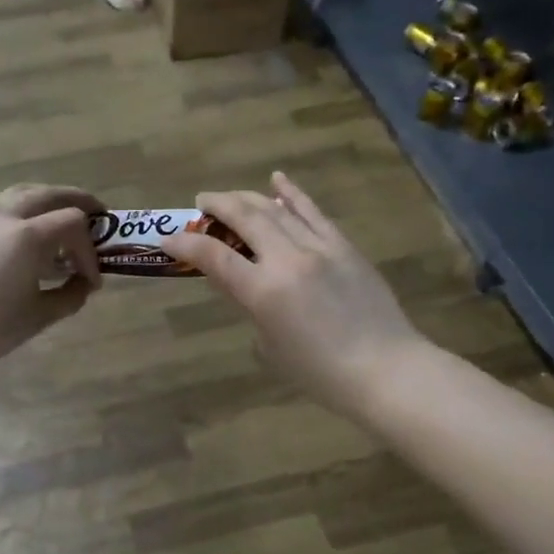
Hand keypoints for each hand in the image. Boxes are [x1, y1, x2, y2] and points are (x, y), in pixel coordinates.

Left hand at [0, 184, 102, 385]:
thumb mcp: (36, 318)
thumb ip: (69, 296)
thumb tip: (83, 285)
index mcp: (27, 235)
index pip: (73, 224)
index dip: (90, 249)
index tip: (92, 280)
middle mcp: (3, 215)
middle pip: (50, 194)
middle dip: (77, 204)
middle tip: (98, 219)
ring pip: (22, 195)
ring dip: (48, 206)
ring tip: (61, 230)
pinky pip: (1, 209)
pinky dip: (23, 215)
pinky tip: (25, 245)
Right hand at [160, 172, 426, 417]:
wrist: (385, 369)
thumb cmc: (320, 373)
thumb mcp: (271, 345)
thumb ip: (251, 307)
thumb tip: (245, 283)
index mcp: (264, 291)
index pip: (214, 257)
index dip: (187, 245)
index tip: (169, 237)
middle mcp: (288, 259)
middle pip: (245, 219)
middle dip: (217, 206)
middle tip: (200, 203)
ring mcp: (320, 248)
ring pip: (276, 210)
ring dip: (248, 198)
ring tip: (229, 197)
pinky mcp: (344, 246)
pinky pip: (313, 213)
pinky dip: (292, 194)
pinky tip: (277, 181)